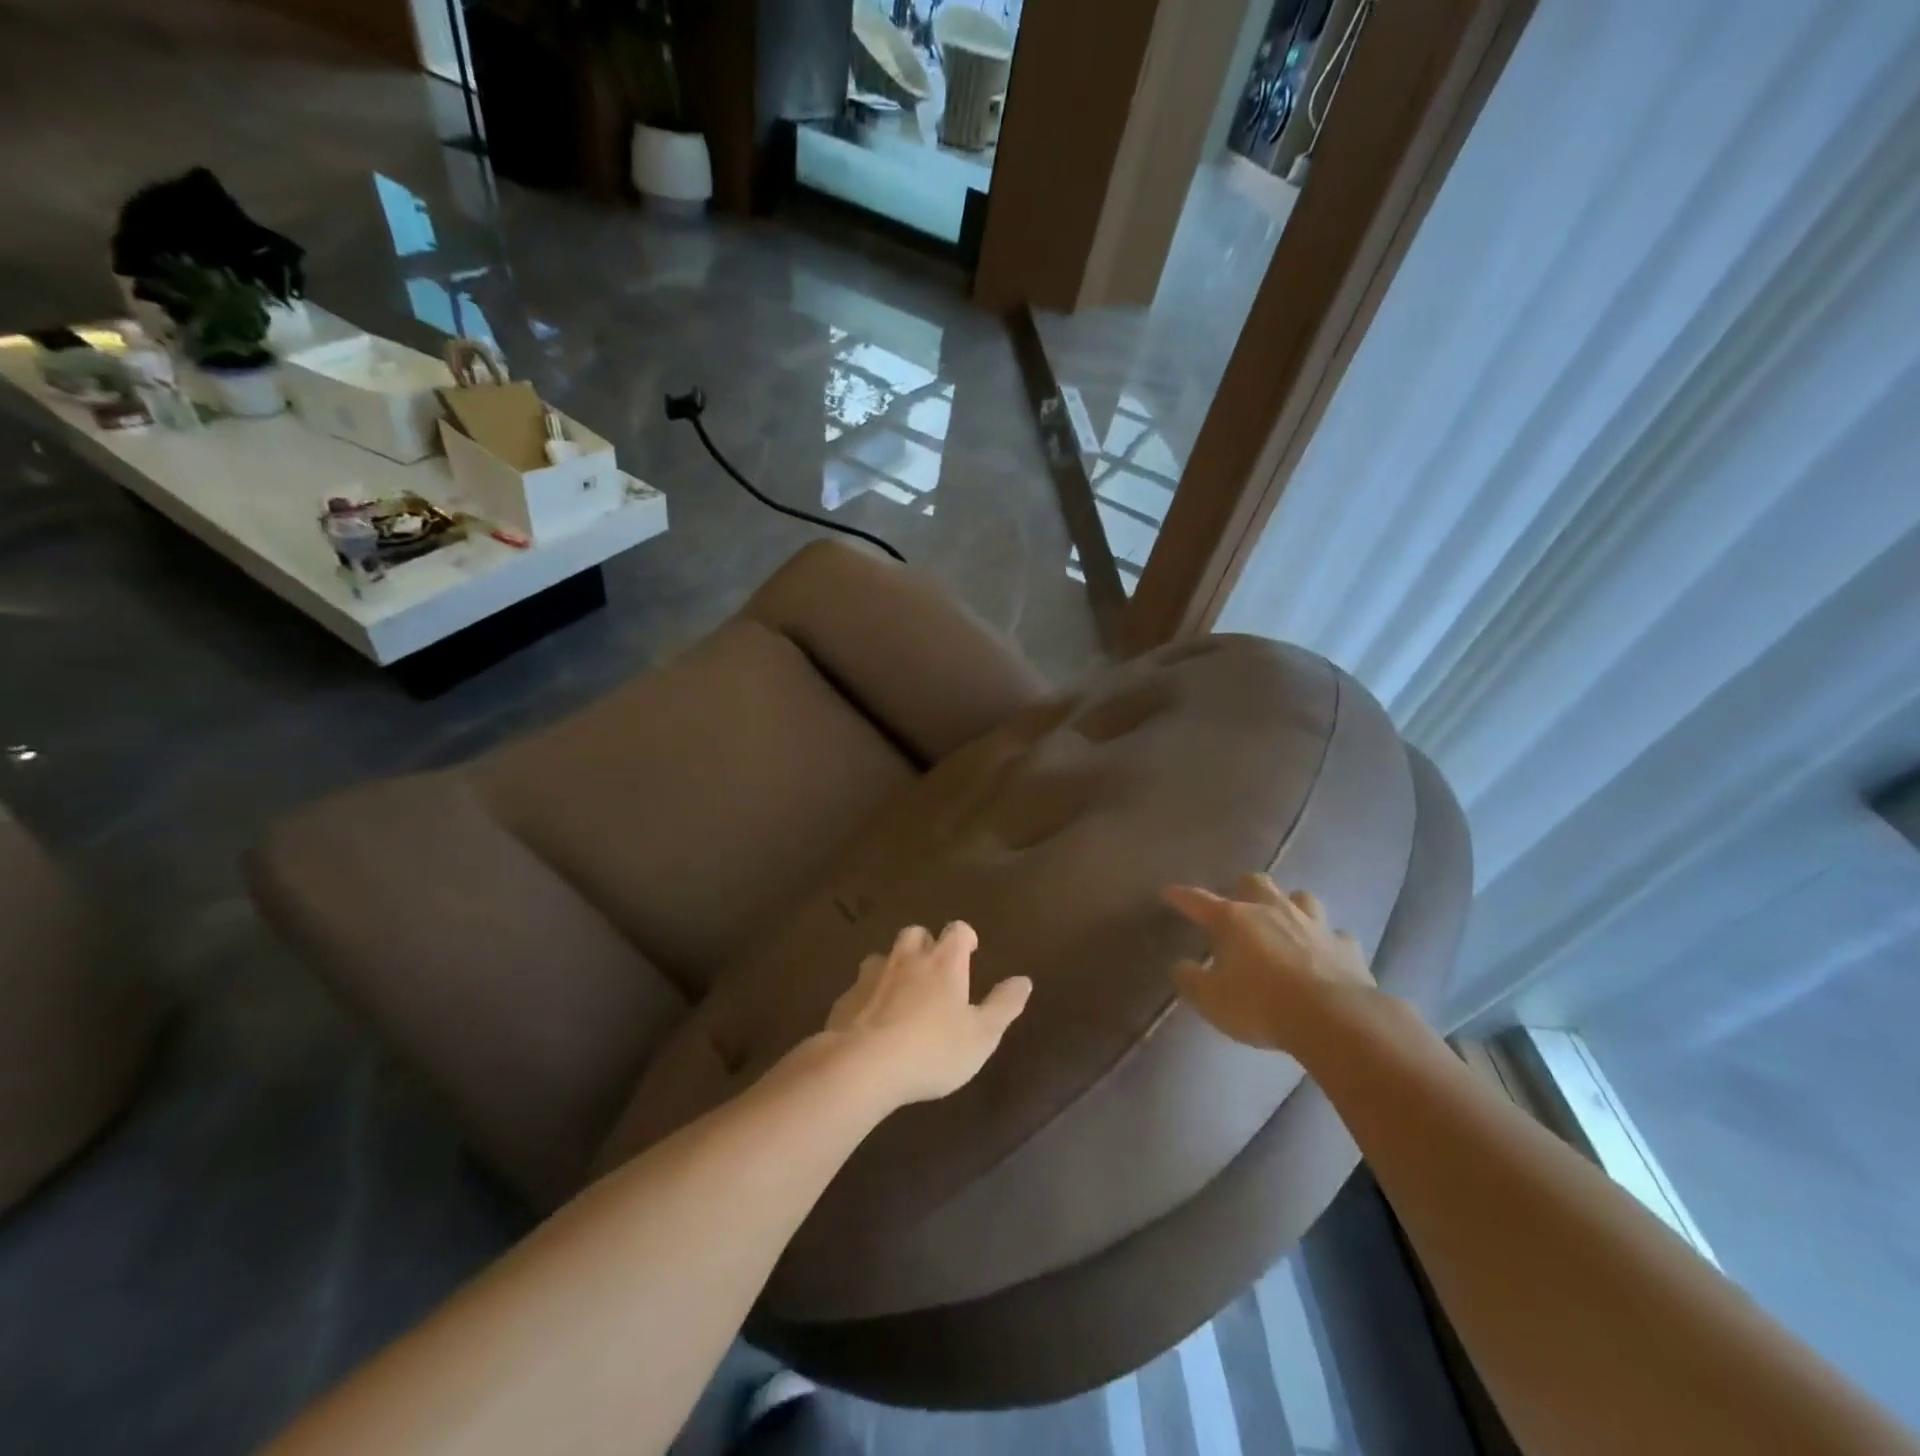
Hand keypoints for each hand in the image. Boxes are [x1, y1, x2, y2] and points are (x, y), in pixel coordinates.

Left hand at [822, 922, 1031, 1106]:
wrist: (863, 1065)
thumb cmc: (932, 1050)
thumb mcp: (981, 1035)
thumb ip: (1004, 1006)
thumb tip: (1024, 980)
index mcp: (944, 962)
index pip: (957, 930)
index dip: (965, 937)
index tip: (970, 951)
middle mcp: (907, 958)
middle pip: (916, 933)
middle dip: (926, 944)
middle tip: (934, 969)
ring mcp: (872, 975)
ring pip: (884, 956)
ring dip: (895, 966)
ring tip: (902, 992)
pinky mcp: (846, 997)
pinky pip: (861, 986)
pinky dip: (870, 994)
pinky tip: (873, 1018)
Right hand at [1164, 873, 1375, 1053]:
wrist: (1334, 1019)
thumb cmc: (1261, 1006)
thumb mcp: (1211, 1000)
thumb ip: (1190, 980)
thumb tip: (1181, 966)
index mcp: (1234, 920)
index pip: (1198, 901)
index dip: (1181, 896)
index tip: (1169, 891)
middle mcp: (1272, 911)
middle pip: (1255, 882)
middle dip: (1244, 889)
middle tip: (1239, 904)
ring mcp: (1313, 925)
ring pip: (1301, 897)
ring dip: (1291, 905)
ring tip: (1285, 920)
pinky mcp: (1346, 947)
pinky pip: (1336, 935)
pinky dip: (1328, 940)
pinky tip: (1325, 952)